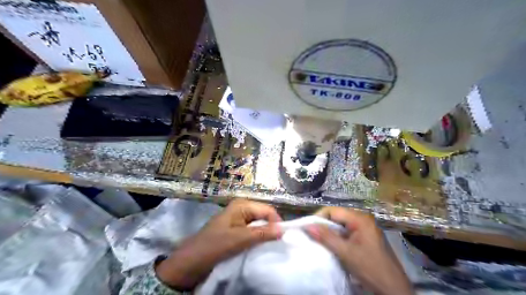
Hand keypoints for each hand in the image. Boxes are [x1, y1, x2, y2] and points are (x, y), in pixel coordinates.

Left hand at [154, 200, 280, 288]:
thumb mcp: (240, 239)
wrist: (191, 262)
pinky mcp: (236, 230)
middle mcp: (242, 209)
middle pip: (264, 216)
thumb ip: (262, 233)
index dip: (277, 222)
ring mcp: (239, 220)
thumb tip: (284, 230)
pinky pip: (253, 232)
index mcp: (242, 205)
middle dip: (271, 228)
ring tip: (270, 245)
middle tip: (278, 243)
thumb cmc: (214, 246)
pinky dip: (258, 238)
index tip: (283, 238)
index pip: (267, 210)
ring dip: (265, 234)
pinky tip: (260, 246)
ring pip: (259, 225)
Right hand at [307, 208, 412, 294]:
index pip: (333, 210)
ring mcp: (364, 228)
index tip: (307, 228)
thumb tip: (307, 226)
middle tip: (311, 234)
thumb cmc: (370, 268)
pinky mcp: (364, 237)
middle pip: (336, 216)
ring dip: (329, 232)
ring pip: (340, 225)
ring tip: (318, 240)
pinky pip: (345, 232)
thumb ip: (326, 237)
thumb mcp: (345, 252)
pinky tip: (330, 245)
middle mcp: (362, 219)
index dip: (318, 217)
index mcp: (360, 218)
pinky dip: (336, 237)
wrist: (393, 288)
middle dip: (323, 225)